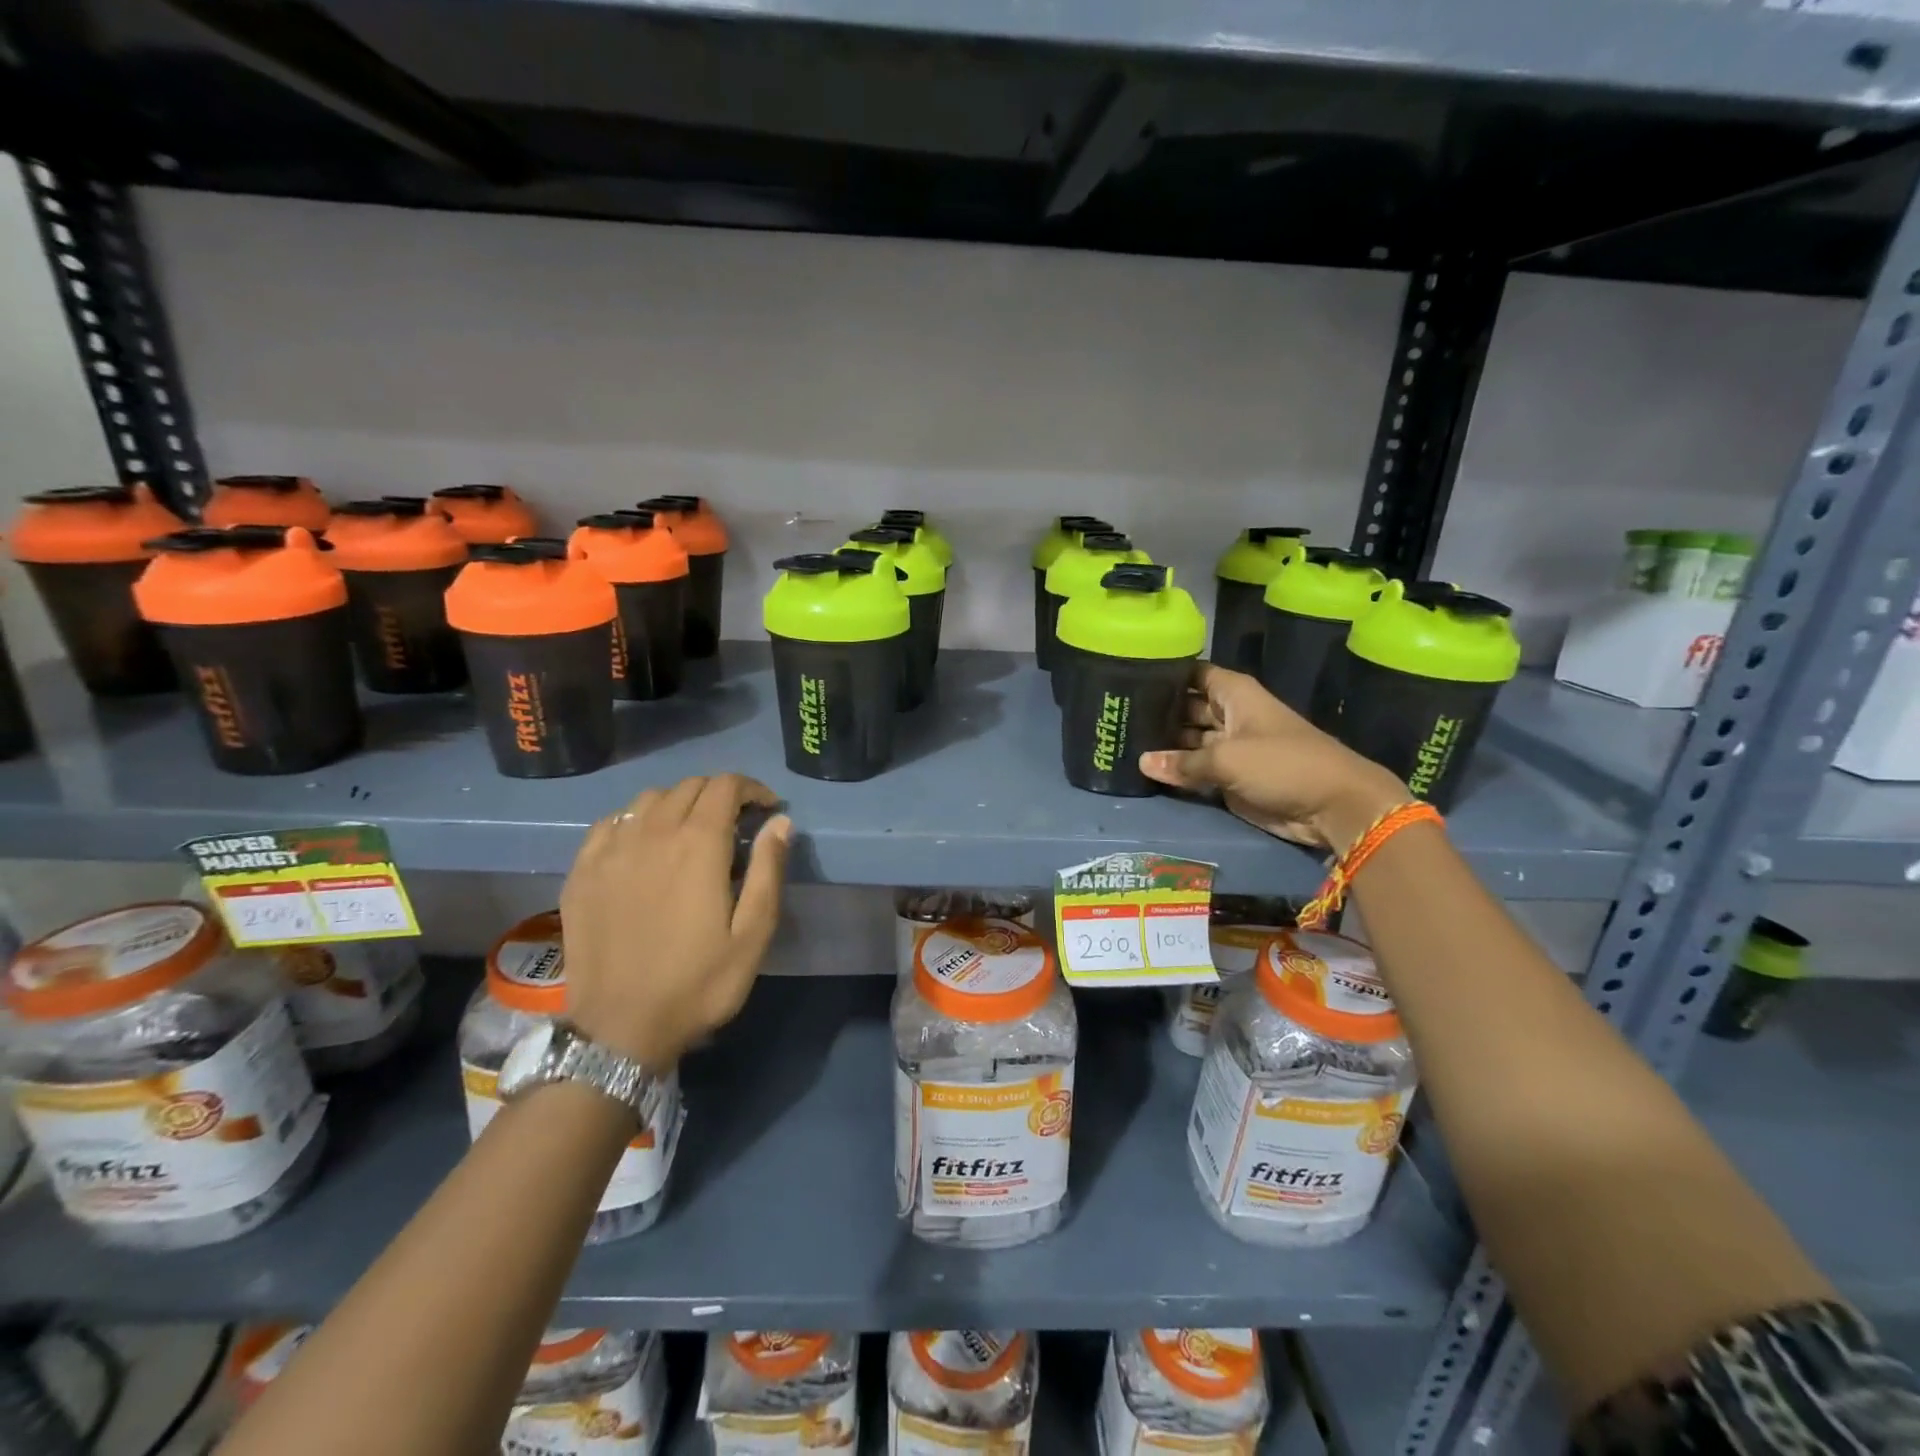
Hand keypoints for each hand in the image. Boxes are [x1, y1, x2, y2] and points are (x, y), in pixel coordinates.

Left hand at [559, 774, 791, 1067]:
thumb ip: (769, 870)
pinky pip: (612, 822)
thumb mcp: (752, 934)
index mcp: (698, 844)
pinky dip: (637, 820)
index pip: (725, 786)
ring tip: (691, 831)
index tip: (767, 810)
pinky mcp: (582, 870)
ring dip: (679, 803)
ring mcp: (611, 850)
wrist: (619, 1029)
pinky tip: (644, 844)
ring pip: (649, 799)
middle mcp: (652, 833)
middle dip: (720, 794)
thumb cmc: (697, 983)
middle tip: (736, 823)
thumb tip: (781, 822)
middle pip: (689, 786)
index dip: (752, 789)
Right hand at [1140, 665, 1409, 852]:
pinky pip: (1195, 769)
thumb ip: (1182, 762)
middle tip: (1115, 714)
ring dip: (1163, 743)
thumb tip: (1142, 762)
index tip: (1128, 676)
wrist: (1332, 806)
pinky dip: (1175, 770)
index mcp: (1234, 694)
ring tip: (1120, 741)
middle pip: (1186, 706)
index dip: (1164, 673)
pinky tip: (1142, 769)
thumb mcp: (1227, 759)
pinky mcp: (1229, 777)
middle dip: (1157, 711)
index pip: (1192, 673)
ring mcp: (1229, 747)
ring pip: (1188, 740)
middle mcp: (1229, 715)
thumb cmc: (1282, 764)